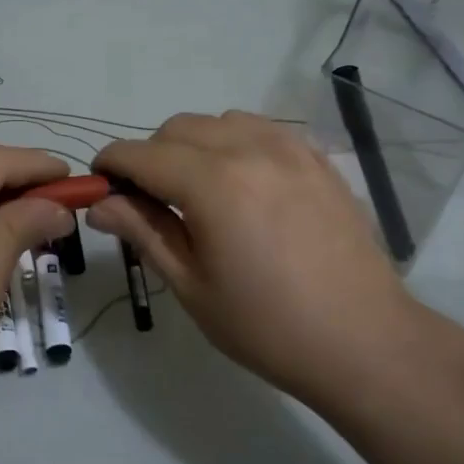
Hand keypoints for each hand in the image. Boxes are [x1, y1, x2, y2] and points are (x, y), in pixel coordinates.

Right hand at [89, 112, 436, 410]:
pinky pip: (262, 130)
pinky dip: (236, 144)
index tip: (100, 187)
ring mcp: (290, 148)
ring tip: (200, 193)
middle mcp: (250, 149)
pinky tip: (244, 185)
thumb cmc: (266, 326)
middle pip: (178, 128)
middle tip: (150, 203)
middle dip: (151, 156)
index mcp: (212, 183)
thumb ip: (143, 232)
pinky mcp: (317, 159)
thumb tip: (100, 204)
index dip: (111, 165)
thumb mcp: (191, 285)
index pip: (141, 154)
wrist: (363, 342)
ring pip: (220, 122)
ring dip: (194, 145)